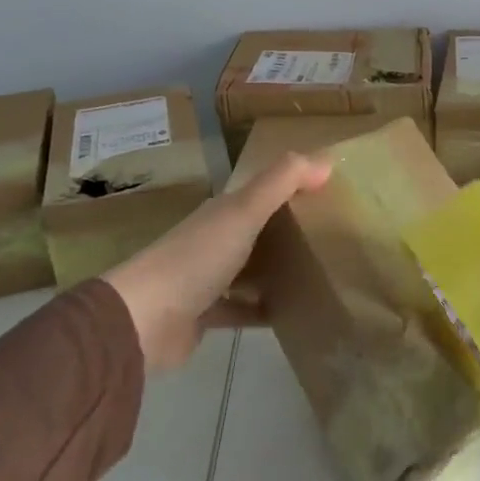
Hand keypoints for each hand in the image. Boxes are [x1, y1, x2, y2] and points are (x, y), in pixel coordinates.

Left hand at [105, 152, 330, 372]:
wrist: (143, 321)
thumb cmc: (197, 258)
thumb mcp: (244, 211)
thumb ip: (283, 182)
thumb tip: (327, 159)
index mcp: (222, 211)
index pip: (262, 192)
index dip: (293, 187)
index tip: (333, 191)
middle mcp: (214, 239)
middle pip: (258, 229)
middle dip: (290, 230)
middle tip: (335, 235)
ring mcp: (207, 279)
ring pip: (251, 268)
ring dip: (278, 270)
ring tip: (320, 274)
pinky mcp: (205, 316)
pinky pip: (242, 308)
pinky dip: (264, 309)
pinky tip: (292, 314)